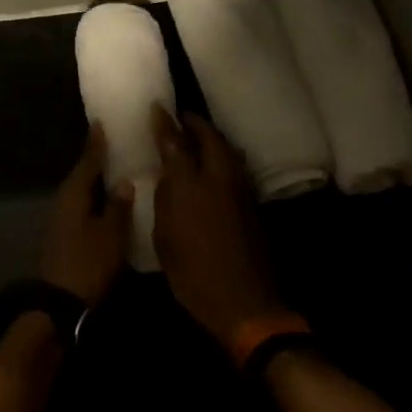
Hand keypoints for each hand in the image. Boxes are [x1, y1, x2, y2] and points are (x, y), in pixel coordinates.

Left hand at [39, 125, 132, 307]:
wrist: (59, 302)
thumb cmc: (87, 263)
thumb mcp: (110, 235)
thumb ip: (117, 206)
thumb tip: (123, 181)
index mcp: (74, 194)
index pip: (87, 161)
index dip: (96, 143)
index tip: (101, 123)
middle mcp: (64, 201)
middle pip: (82, 174)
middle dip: (96, 159)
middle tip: (113, 142)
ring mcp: (62, 219)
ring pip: (82, 191)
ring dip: (96, 180)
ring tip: (116, 168)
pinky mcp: (65, 234)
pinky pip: (82, 206)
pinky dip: (94, 198)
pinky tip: (107, 200)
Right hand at [152, 107, 291, 353]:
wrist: (244, 303)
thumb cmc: (193, 275)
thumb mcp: (165, 238)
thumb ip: (165, 200)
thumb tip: (167, 175)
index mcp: (190, 187)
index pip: (175, 144)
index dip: (165, 125)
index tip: (157, 108)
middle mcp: (218, 180)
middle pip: (210, 139)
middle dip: (196, 124)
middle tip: (183, 118)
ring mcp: (241, 191)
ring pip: (228, 151)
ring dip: (213, 139)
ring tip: (199, 136)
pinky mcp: (253, 205)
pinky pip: (236, 168)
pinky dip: (224, 157)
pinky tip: (215, 164)